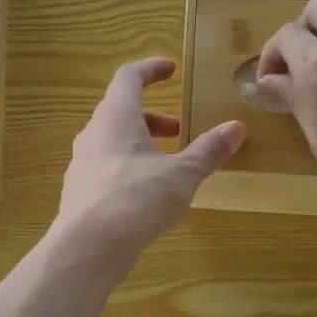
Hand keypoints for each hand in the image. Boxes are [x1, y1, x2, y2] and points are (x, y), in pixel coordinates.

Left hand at [56, 57, 244, 257]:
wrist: (88, 247)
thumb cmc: (137, 198)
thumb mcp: (182, 174)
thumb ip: (208, 150)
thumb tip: (236, 127)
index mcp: (115, 117)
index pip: (128, 77)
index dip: (150, 69)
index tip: (171, 69)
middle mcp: (93, 135)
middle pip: (120, 112)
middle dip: (152, 117)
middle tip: (178, 129)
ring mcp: (82, 165)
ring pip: (112, 142)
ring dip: (140, 144)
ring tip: (166, 165)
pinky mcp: (79, 193)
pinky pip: (106, 169)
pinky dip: (127, 169)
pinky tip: (145, 195)